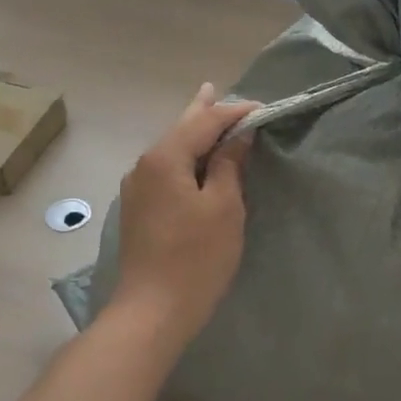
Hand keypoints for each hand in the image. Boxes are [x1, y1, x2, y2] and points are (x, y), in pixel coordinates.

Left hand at [112, 83, 257, 344]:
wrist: (152, 311)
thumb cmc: (196, 257)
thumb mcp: (224, 207)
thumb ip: (229, 165)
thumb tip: (236, 136)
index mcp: (165, 158)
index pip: (204, 121)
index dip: (234, 112)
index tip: (263, 109)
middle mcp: (144, 165)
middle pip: (180, 129)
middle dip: (203, 112)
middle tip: (215, 89)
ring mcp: (137, 188)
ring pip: (170, 149)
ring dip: (192, 133)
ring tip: (205, 113)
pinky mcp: (138, 209)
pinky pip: (165, 169)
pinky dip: (184, 157)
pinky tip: (191, 158)